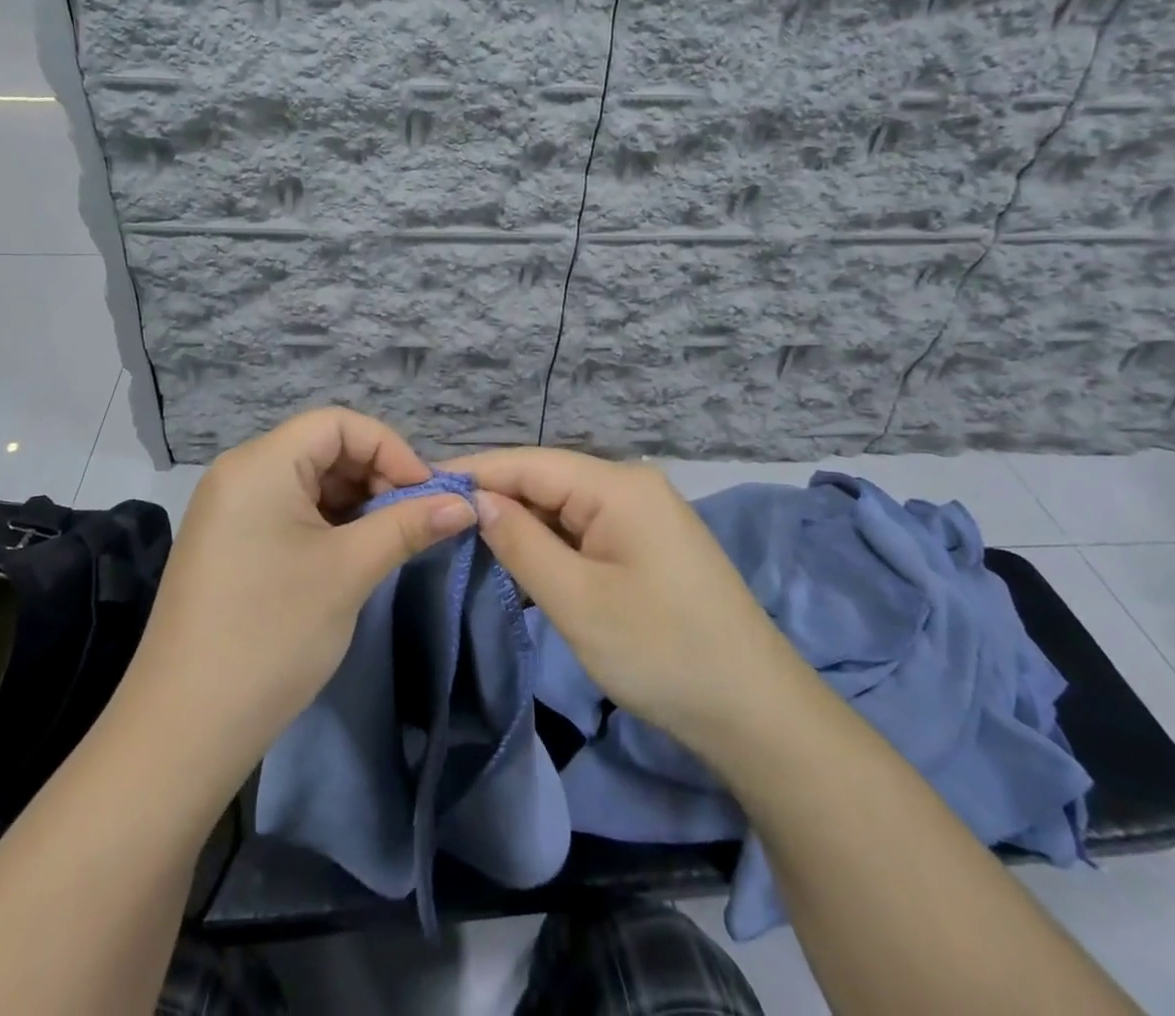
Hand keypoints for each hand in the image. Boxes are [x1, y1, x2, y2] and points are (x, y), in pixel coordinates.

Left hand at [118, 409, 476, 791]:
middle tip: (412, 520)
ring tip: (386, 540)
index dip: (390, 448)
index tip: (426, 493)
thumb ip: (410, 525)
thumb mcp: (350, 571)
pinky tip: (349, 555)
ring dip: (354, 502)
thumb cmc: (273, 633)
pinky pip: (287, 510)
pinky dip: (326, 522)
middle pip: (323, 447)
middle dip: (375, 476)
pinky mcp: (227, 542)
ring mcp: (228, 508)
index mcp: (260, 463)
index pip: (338, 424)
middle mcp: (239, 472)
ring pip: (308, 481)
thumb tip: (465, 503)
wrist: (185, 729)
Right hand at [448, 449, 785, 759]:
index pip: (529, 463)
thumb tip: (477, 500)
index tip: (421, 485)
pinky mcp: (648, 542)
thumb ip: (521, 542)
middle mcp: (631, 484)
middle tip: (436, 518)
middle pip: (547, 480)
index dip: (474, 473)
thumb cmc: (661, 651)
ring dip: (522, 523)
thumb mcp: (577, 600)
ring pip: (565, 505)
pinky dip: (551, 542)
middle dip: (495, 497)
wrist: (754, 711)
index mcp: (617, 485)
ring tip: (467, 536)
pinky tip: (522, 559)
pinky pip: (586, 528)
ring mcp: (644, 513)